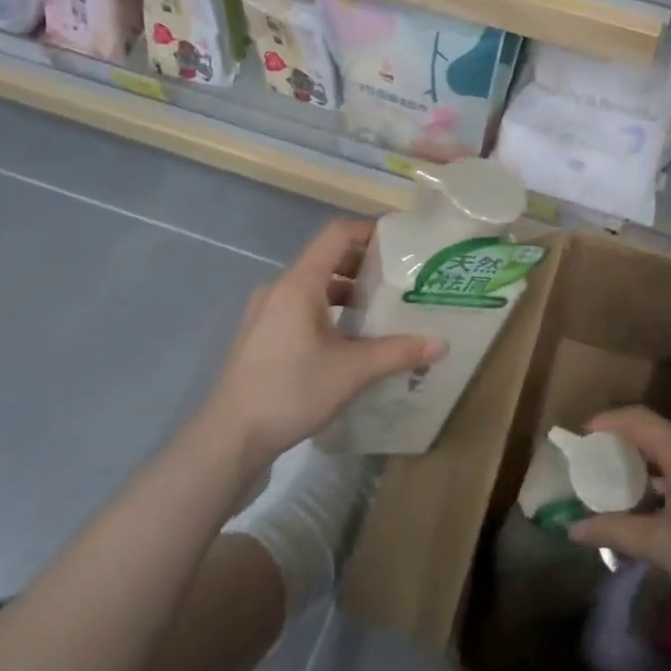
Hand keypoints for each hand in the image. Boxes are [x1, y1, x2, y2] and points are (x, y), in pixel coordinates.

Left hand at [199, 219, 442, 472]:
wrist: (229, 439)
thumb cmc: (291, 391)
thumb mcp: (352, 371)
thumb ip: (398, 352)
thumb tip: (441, 345)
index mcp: (299, 283)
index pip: (337, 234)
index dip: (370, 230)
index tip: (402, 243)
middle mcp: (279, 288)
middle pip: (327, 258)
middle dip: (365, 264)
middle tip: (400, 279)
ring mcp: (265, 312)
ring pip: (314, 286)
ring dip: (347, 290)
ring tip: (380, 309)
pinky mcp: (261, 336)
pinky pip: (301, 307)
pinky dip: (328, 310)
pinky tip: (349, 339)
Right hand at [569, 406, 670, 636]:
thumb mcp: (662, 547)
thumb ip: (615, 530)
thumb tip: (573, 529)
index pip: (638, 419)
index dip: (607, 422)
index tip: (580, 436)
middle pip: (655, 430)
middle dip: (622, 441)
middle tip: (594, 461)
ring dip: (644, 459)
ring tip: (616, 481)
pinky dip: (664, 473)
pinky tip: (652, 500)